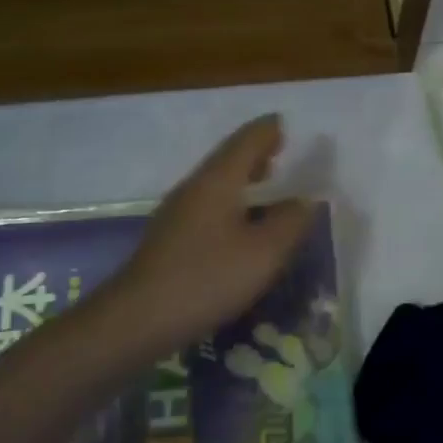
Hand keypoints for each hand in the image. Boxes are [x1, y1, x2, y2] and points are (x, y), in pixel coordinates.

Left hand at [112, 115, 315, 353]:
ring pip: (216, 182)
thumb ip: (290, 222)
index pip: (246, 141)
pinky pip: (207, 204)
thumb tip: (305, 200)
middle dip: (255, 151)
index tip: (285, 123)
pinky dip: (230, 200)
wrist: (137, 318)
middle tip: (281, 149)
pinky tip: (239, 222)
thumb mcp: (264, 253)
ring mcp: (177, 212)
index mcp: (218, 180)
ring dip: (242, 176)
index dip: (268, 131)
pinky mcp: (170, 237)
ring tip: (266, 180)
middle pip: (228, 158)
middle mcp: (195, 187)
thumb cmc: (207, 278)